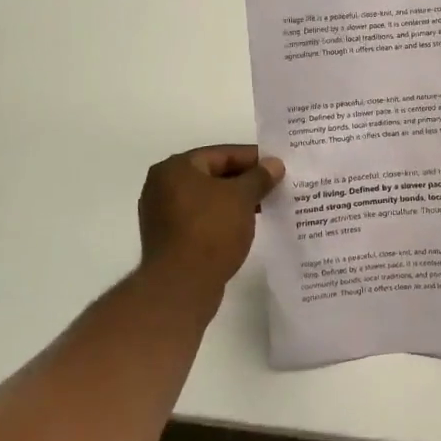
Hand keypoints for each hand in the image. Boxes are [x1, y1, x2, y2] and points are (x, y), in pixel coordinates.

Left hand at [138, 145, 284, 289]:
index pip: (221, 154)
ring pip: (208, 198)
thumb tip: (274, 164)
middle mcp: (163, 186)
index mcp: (175, 168)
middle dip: (245, 180)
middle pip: (213, 175)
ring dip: (236, 201)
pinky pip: (202, 218)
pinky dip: (223, 218)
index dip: (253, 158)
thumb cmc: (211, 231)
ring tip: (266, 206)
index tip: (278, 166)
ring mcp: (163, 214)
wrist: (181, 286)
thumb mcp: (242, 198)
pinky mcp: (169, 238)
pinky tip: (246, 225)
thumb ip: (259, 177)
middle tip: (275, 185)